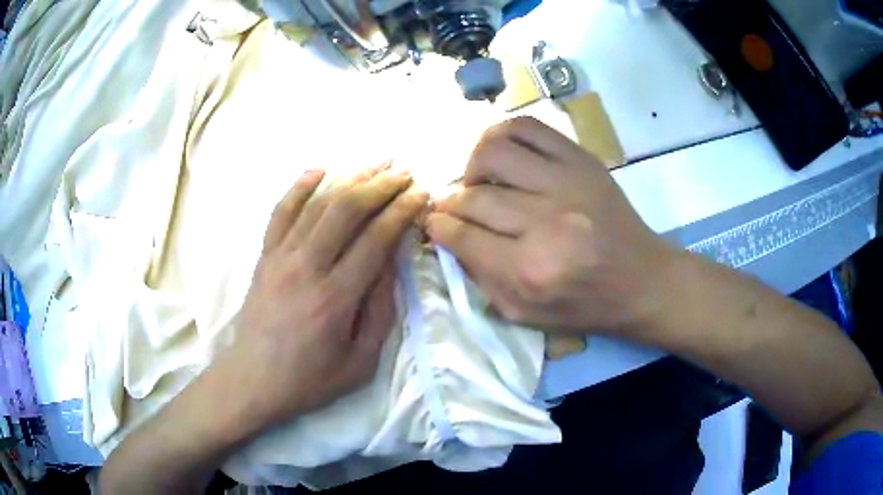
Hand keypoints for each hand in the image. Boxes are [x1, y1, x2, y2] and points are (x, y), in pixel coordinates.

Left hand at [222, 164, 427, 429]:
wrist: (254, 379)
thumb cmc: (311, 378)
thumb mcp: (361, 360)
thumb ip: (380, 310)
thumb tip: (391, 262)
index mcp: (336, 298)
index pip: (375, 239)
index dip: (401, 211)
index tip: (420, 194)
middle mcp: (307, 268)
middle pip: (347, 210)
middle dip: (380, 185)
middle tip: (404, 172)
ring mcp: (280, 257)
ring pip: (317, 204)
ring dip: (349, 178)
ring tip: (376, 163)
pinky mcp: (265, 256)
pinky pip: (280, 212)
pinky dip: (299, 187)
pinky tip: (318, 169)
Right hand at [427, 117, 675, 334]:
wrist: (640, 280)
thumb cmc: (584, 304)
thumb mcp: (525, 315)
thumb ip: (480, 279)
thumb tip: (448, 238)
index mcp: (530, 270)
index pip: (461, 235)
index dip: (438, 226)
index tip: (435, 223)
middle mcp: (545, 222)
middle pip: (474, 197)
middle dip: (451, 202)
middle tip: (454, 207)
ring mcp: (566, 183)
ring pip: (493, 152)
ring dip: (472, 165)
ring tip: (479, 180)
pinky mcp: (581, 160)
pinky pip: (528, 128)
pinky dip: (502, 134)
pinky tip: (502, 154)